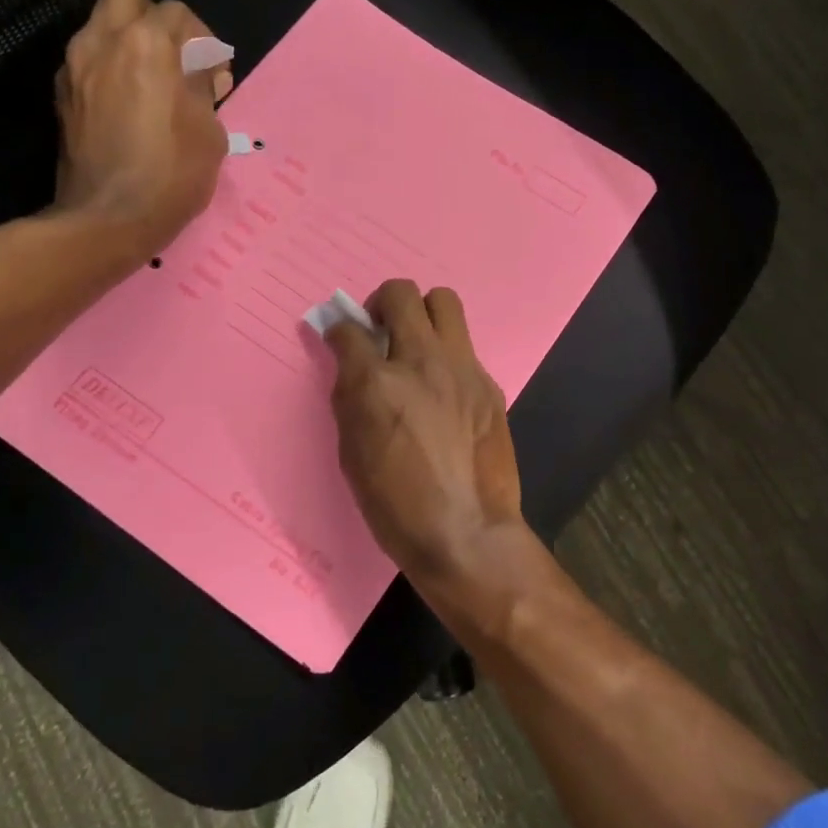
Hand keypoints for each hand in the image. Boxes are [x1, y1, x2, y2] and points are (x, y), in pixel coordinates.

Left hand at [52, 0, 232, 253]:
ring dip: (129, 44)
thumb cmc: (172, 174)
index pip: (177, 13)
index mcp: (146, 44)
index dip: (203, 40)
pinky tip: (128, 106)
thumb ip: (203, 88)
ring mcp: (75, 67)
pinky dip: (110, 70)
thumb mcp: (210, 131)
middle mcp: (103, 42)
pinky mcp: (62, 95)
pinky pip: (88, 61)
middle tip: (176, 60)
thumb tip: (200, 73)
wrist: (109, 218)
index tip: (214, 76)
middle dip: (155, 21)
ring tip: (152, 85)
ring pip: (101, 27)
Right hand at [325, 280, 538, 614]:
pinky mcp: (489, 384)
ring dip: (423, 314)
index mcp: (376, 383)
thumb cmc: (396, 506)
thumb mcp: (352, 455)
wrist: (467, 533)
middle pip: (401, 294)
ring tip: (416, 346)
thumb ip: (350, 400)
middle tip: (380, 330)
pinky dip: (448, 356)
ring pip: (444, 302)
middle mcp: (421, 362)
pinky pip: (465, 348)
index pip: (348, 329)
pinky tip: (445, 391)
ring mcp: (462, 369)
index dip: (338, 330)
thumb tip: (352, 371)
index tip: (340, 339)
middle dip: (382, 303)